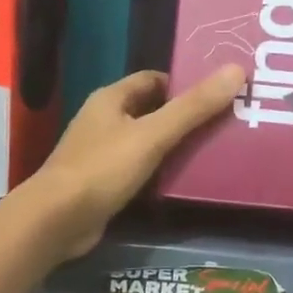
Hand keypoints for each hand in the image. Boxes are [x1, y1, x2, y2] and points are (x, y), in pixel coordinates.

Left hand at [24, 67, 244, 259]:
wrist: (56, 222)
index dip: (185, 83)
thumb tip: (236, 70)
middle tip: (225, 122)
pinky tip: (185, 179)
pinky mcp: (104, 183)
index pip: (154, 80)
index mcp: (111, 99)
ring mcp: (102, 153)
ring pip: (147, 140)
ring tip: (215, 149)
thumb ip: (193, 107)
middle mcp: (104, 121)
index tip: (218, 93)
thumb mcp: (153, 135)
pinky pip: (140, 168)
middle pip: (152, 110)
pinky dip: (161, 170)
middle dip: (185, 115)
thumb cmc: (102, 169)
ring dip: (175, 144)